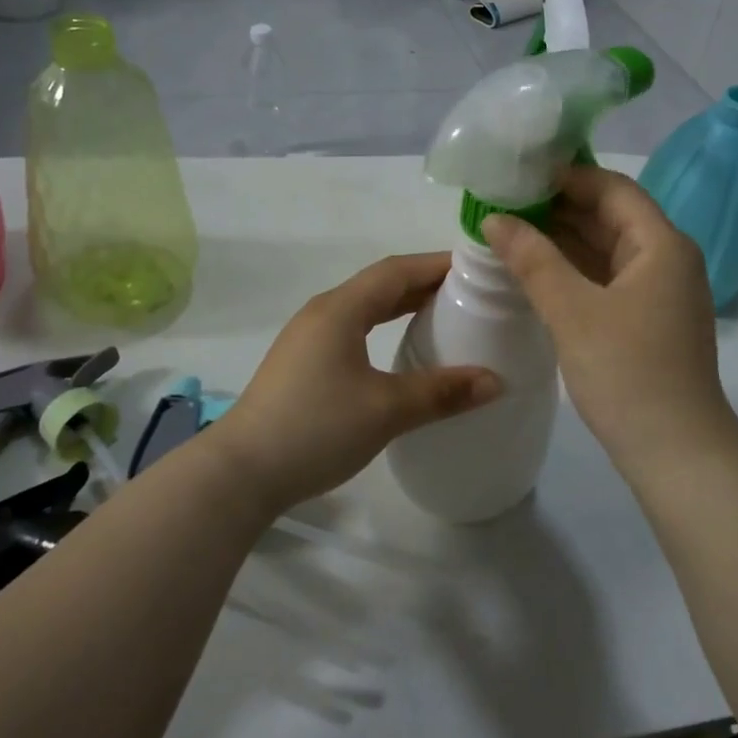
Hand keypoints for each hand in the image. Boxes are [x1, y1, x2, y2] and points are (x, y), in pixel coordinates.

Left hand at [210, 253, 501, 516]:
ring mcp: (308, 338)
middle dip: (425, 283)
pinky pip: (353, 329)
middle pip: (381, 284)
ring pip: (365, 307)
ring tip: (443, 315)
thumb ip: (441, 392)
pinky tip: (400, 349)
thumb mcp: (386, 410)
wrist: (240, 473)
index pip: (397, 270)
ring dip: (403, 305)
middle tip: (470, 292)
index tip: (477, 268)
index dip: (437, 264)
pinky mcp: (303, 363)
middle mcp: (323, 313)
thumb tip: (496, 381)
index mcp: (340, 309)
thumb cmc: (315, 429)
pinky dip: (384, 327)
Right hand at [483, 167, 735, 472]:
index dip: (565, 176)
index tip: (517, 176)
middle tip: (503, 204)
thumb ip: (533, 259)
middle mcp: (666, 259)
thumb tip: (494, 218)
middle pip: (610, 216)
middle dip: (558, 208)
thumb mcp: (573, 311)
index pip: (612, 188)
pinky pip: (607, 279)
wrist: (677, 453)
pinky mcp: (648, 321)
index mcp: (661, 244)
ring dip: (563, 241)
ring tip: (509, 233)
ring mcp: (659, 292)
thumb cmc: (628, 373)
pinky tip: (536, 273)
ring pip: (606, 250)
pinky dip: (573, 272)